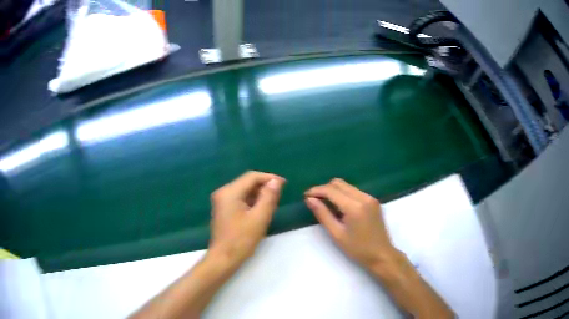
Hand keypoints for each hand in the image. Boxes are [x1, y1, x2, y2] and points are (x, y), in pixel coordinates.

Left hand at [208, 171, 285, 268]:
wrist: (224, 258)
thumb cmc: (241, 239)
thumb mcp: (259, 218)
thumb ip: (268, 197)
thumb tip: (276, 181)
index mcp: (229, 192)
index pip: (251, 177)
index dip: (269, 178)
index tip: (284, 184)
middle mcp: (223, 192)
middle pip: (247, 182)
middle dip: (264, 186)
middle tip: (279, 195)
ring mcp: (221, 201)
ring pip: (244, 191)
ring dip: (258, 194)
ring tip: (273, 203)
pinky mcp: (223, 209)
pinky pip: (239, 199)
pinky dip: (251, 201)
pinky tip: (261, 209)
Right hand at [305, 178, 397, 270]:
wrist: (381, 254)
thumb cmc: (357, 249)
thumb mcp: (337, 234)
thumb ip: (323, 214)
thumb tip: (309, 200)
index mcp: (354, 207)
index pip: (331, 190)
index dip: (316, 191)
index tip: (305, 196)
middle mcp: (363, 197)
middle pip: (339, 183)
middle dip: (324, 189)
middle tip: (314, 200)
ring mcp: (370, 198)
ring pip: (347, 186)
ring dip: (334, 191)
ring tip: (325, 204)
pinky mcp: (373, 201)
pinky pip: (354, 191)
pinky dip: (344, 194)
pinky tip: (339, 207)